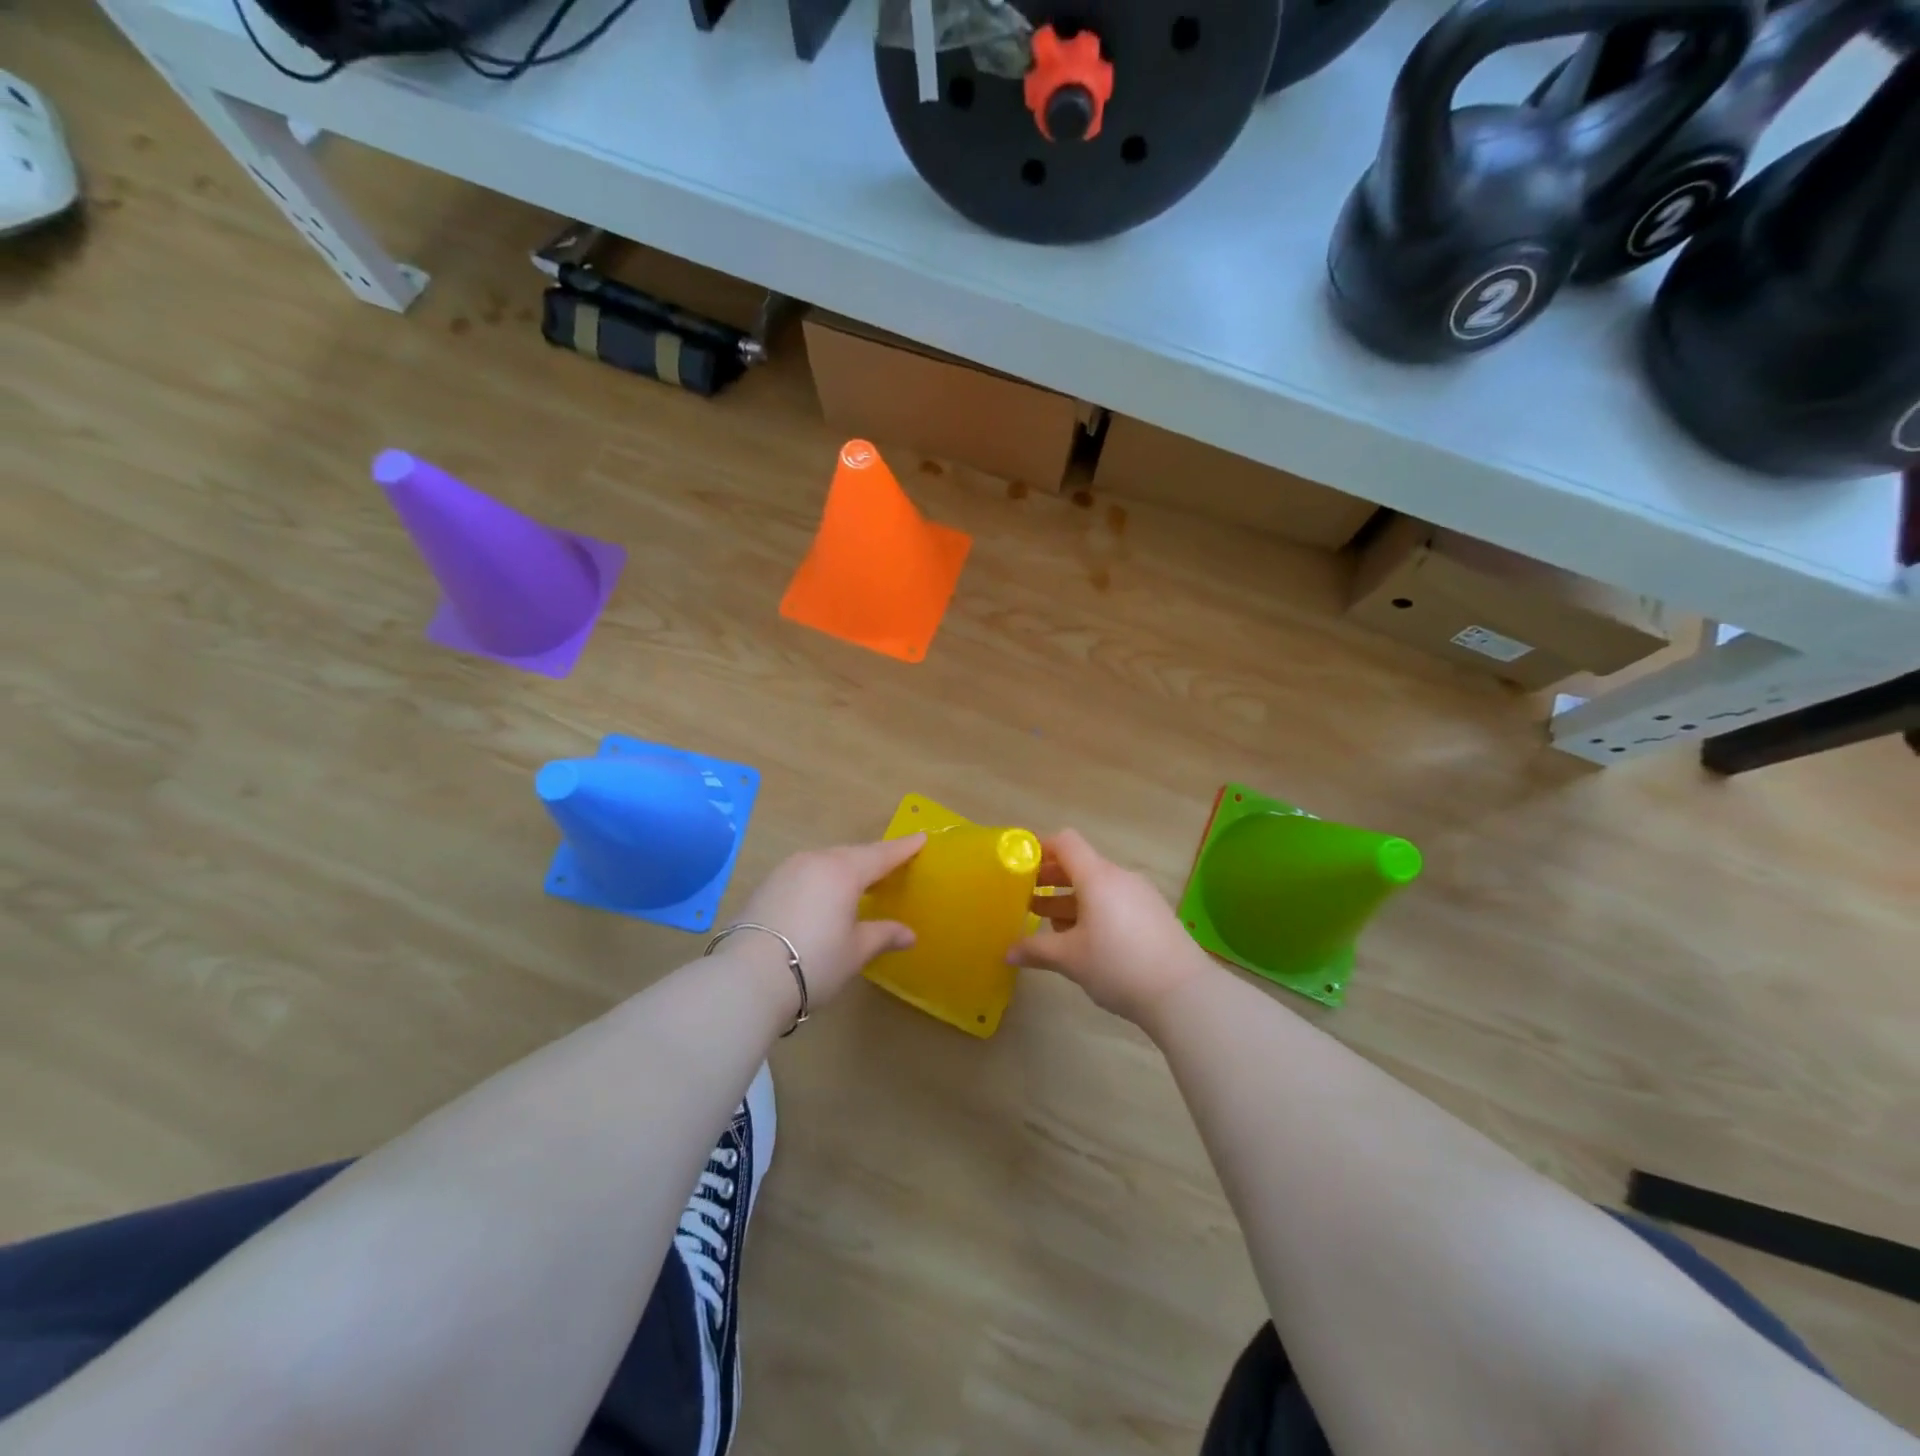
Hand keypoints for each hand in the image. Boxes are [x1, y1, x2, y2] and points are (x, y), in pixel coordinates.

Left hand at [731, 835, 926, 1006]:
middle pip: (852, 854)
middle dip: (873, 859)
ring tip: (859, 883)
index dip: (903, 848)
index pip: (882, 854)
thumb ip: (883, 935)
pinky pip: (805, 874)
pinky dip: (822, 880)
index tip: (921, 838)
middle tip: (893, 865)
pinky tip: (825, 898)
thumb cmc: (813, 962)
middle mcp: (815, 861)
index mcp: (843, 871)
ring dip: (845, 869)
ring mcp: (786, 871)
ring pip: (825, 862)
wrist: (746, 978)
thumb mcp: (854, 951)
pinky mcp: (766, 886)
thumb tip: (909, 934)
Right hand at [1010, 829, 1210, 1023]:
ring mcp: (1141, 895)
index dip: (1040, 847)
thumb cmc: (1118, 965)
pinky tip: (1085, 939)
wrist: (1183, 993)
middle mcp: (1120, 877)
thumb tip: (1007, 952)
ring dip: (1071, 898)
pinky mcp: (1154, 914)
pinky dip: (1094, 909)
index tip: (1020, 864)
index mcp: (1097, 877)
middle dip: (1051, 878)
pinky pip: (1116, 901)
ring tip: (1050, 922)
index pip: (1066, 842)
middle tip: (1026, 897)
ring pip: (1098, 886)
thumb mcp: (1070, 959)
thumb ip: (1036, 949)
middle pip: (1080, 864)